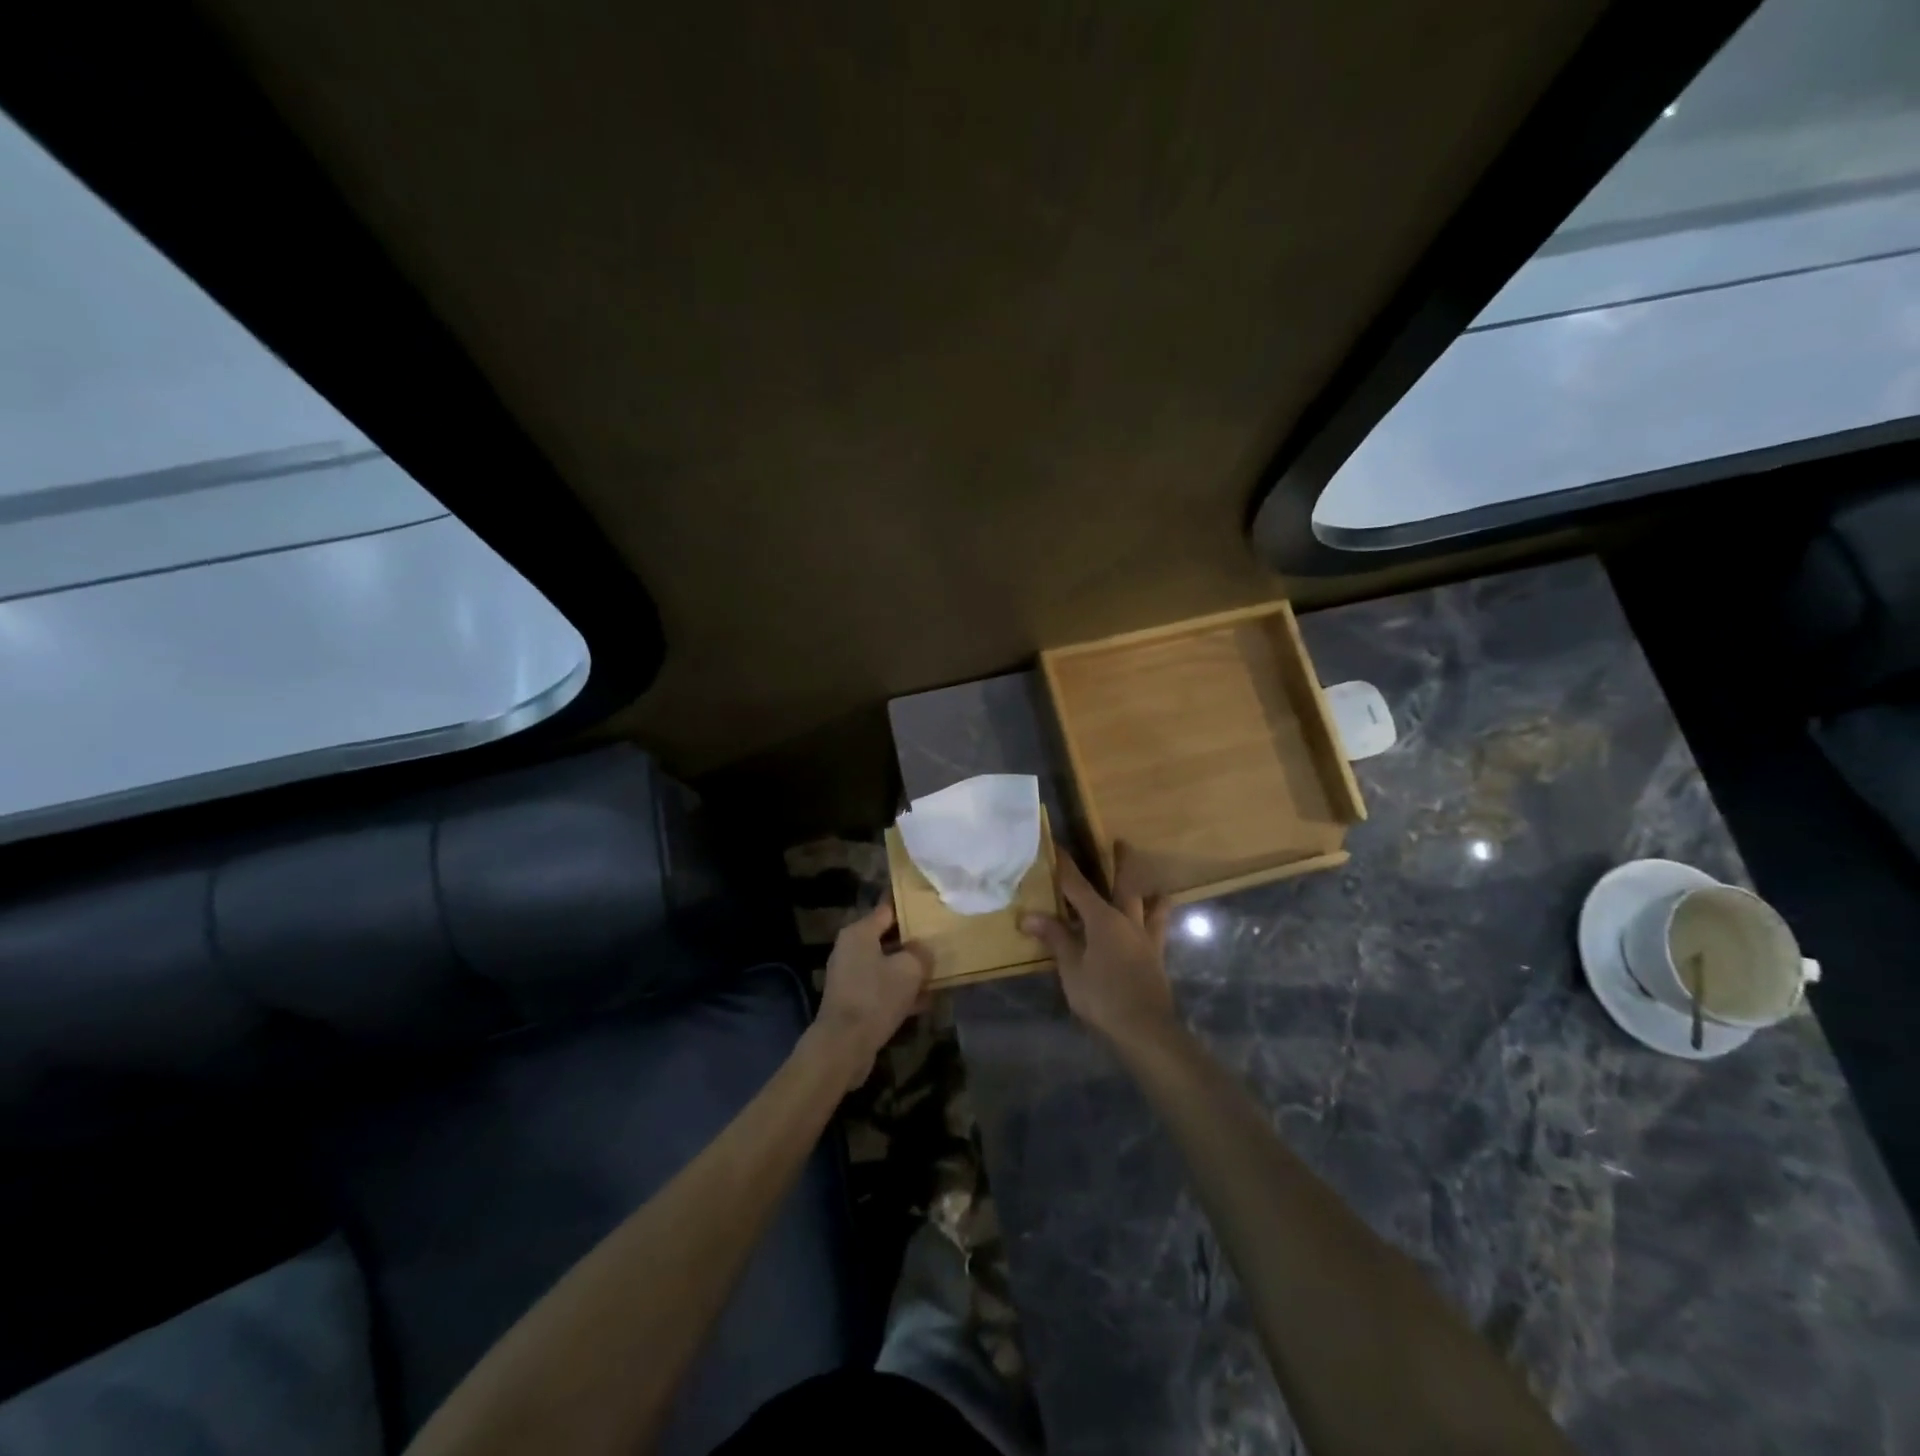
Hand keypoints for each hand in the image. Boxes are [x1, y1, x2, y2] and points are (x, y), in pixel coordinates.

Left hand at [812, 898, 933, 1090]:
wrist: (844, 1045)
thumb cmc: (876, 997)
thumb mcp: (909, 969)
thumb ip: (921, 953)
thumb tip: (923, 949)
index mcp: (859, 933)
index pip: (887, 909)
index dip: (910, 907)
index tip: (930, 906)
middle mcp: (850, 949)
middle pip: (886, 938)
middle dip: (912, 941)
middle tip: (939, 940)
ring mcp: (849, 976)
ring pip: (886, 965)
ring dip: (908, 969)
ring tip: (936, 971)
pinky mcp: (853, 1001)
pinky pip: (882, 988)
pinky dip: (900, 991)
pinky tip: (924, 1001)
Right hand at [1021, 844, 1176, 1050]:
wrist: (1144, 1030)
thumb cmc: (1102, 996)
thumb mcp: (1071, 968)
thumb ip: (1055, 939)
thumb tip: (1029, 916)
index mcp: (1103, 919)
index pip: (1078, 886)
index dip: (1065, 866)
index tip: (1057, 846)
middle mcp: (1128, 921)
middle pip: (1125, 885)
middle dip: (1121, 863)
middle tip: (1121, 843)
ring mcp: (1146, 939)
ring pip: (1152, 906)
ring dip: (1151, 893)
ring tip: (1155, 887)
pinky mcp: (1156, 958)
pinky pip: (1159, 930)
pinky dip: (1158, 921)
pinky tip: (1155, 927)